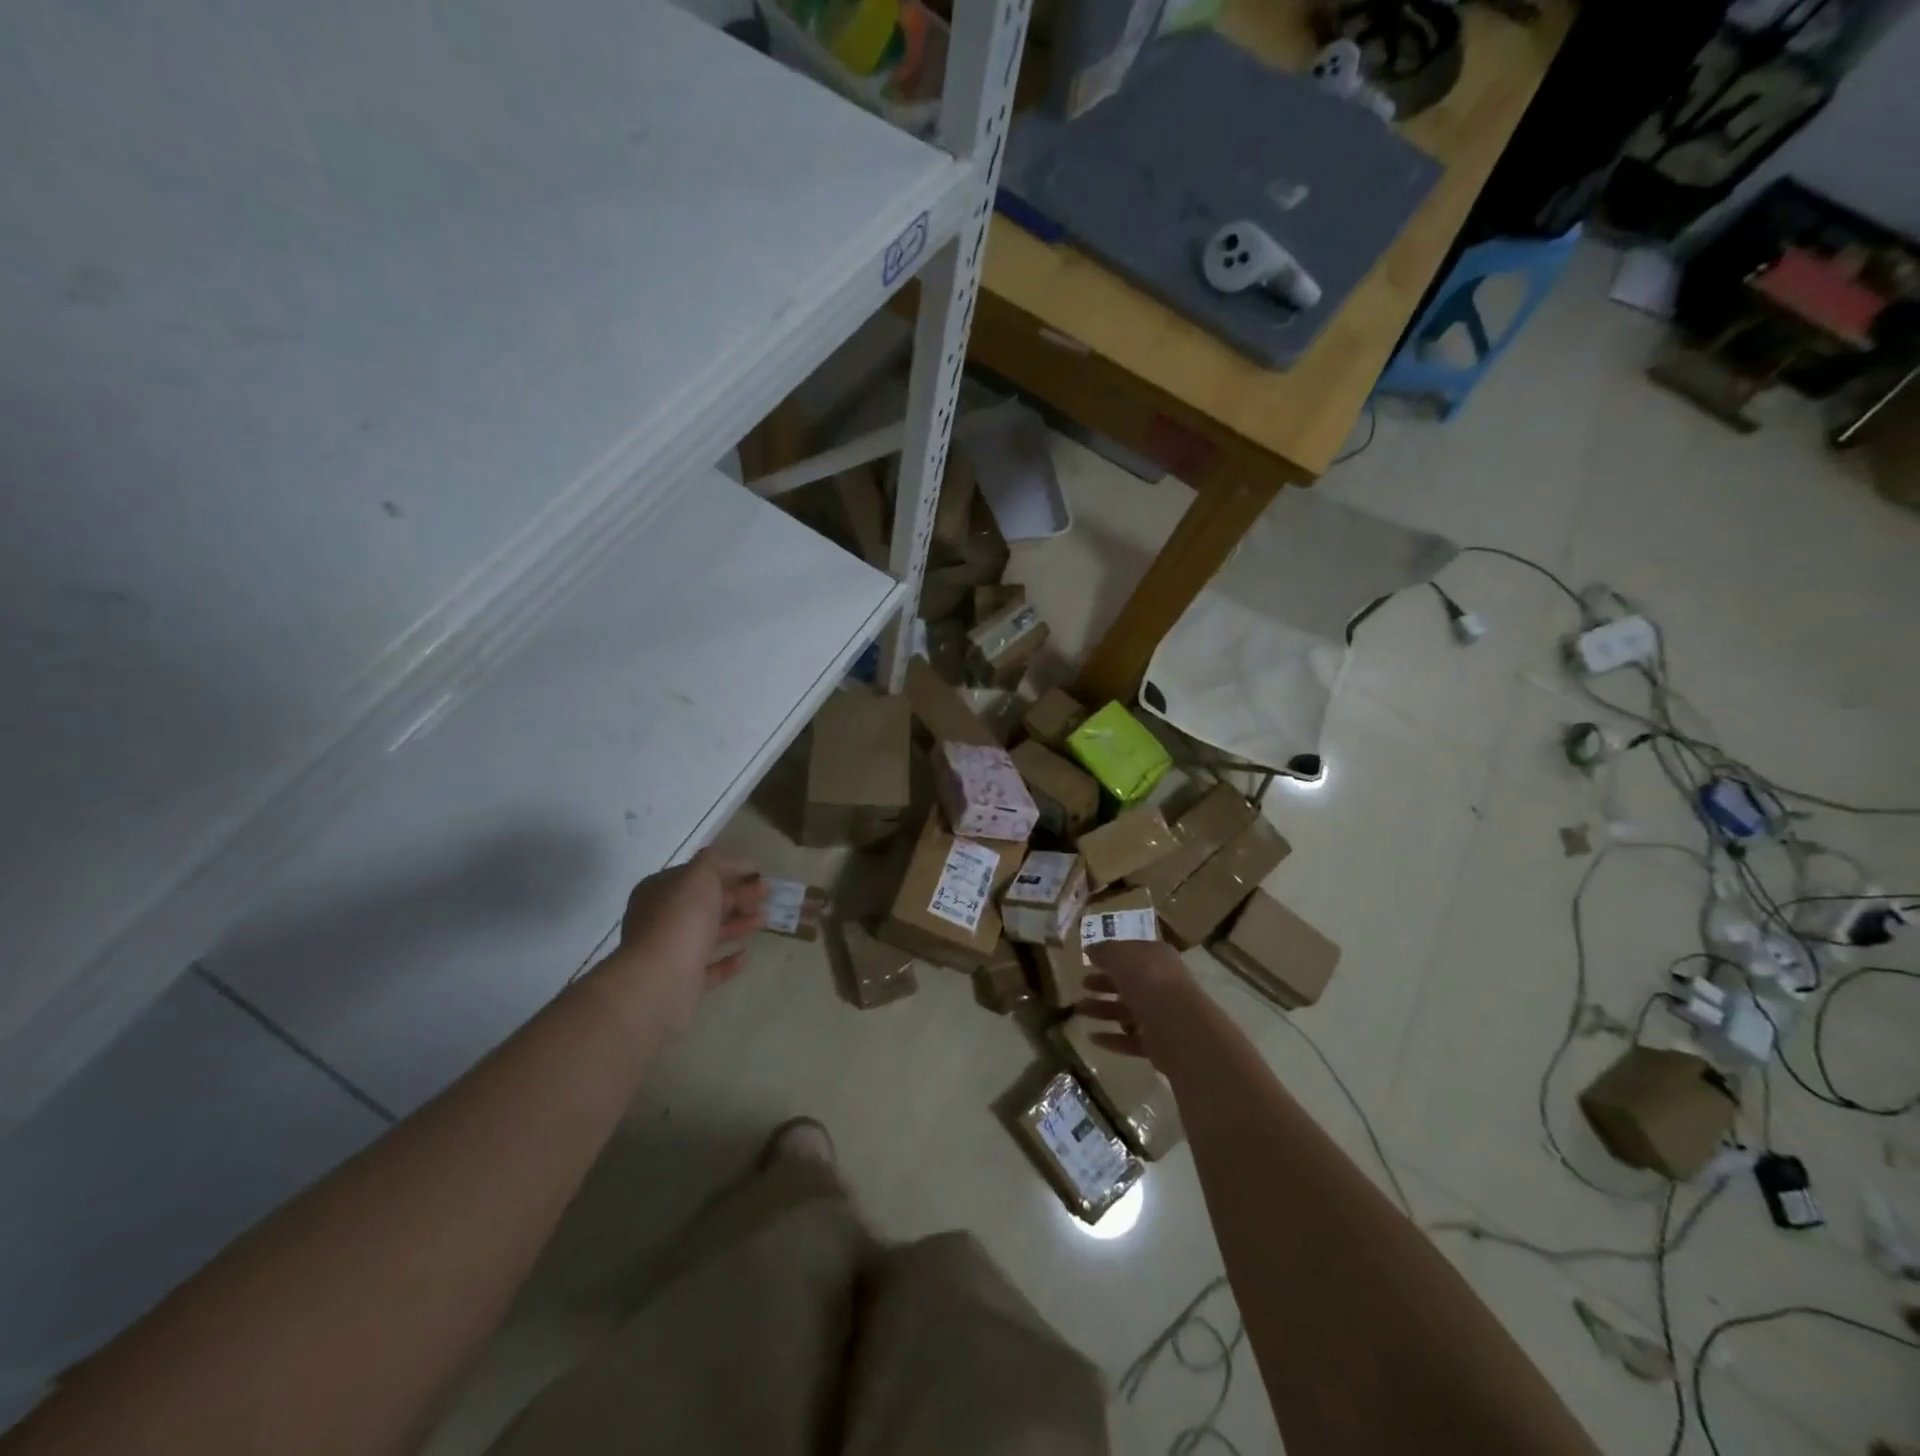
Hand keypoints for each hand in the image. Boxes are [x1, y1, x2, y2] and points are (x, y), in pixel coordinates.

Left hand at [607, 851, 765, 1032]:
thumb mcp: (699, 876)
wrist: (660, 981)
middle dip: (739, 896)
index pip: (698, 874)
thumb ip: (713, 862)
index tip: (758, 871)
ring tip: (765, 919)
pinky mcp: (682, 981)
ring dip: (738, 924)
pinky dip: (728, 961)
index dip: (729, 869)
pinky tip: (745, 955)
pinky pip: (709, 967)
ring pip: (709, 933)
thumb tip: (724, 860)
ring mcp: (671, 952)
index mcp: (660, 891)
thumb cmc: (680, 919)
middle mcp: (661, 919)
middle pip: (706, 903)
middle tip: (768, 892)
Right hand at [1075, 939, 1191, 1068]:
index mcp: (1156, 957)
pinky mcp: (1158, 1043)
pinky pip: (1130, 1039)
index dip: (1110, 956)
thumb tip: (1091, 950)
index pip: (1132, 954)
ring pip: (1127, 1010)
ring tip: (1079, 1011)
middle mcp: (1161, 983)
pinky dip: (1112, 1038)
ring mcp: (1161, 1014)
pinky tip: (1092, 1037)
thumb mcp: (1119, 955)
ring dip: (1102, 1010)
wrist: (1176, 1023)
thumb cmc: (1146, 979)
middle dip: (1104, 983)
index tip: (1089, 961)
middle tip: (1082, 985)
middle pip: (1128, 982)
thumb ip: (1104, 951)